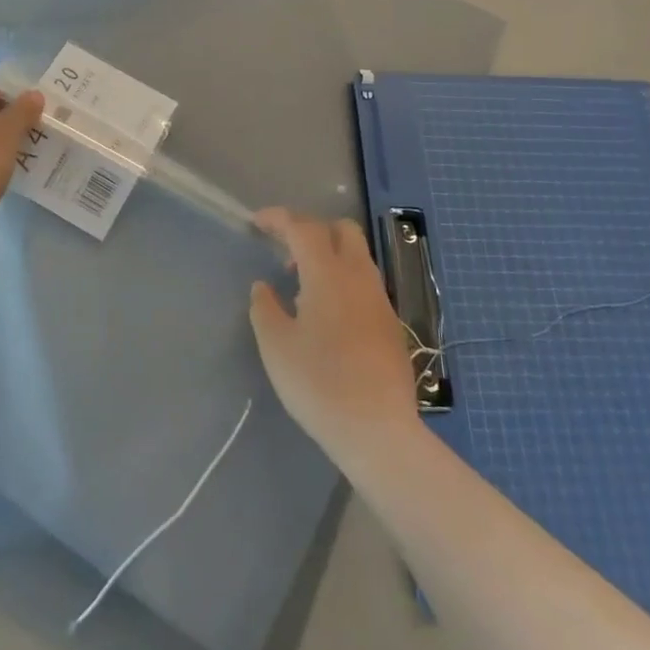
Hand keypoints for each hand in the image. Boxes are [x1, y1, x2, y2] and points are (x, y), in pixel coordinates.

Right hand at [248, 209, 418, 457]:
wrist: (379, 431)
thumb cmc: (319, 384)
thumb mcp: (276, 346)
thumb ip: (265, 308)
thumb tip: (263, 287)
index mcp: (328, 274)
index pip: (303, 227)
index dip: (278, 218)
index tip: (257, 223)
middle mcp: (359, 276)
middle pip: (342, 230)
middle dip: (312, 230)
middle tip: (287, 252)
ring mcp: (380, 300)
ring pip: (358, 256)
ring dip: (330, 256)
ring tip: (303, 288)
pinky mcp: (392, 324)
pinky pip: (365, 284)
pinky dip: (344, 281)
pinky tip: (328, 315)